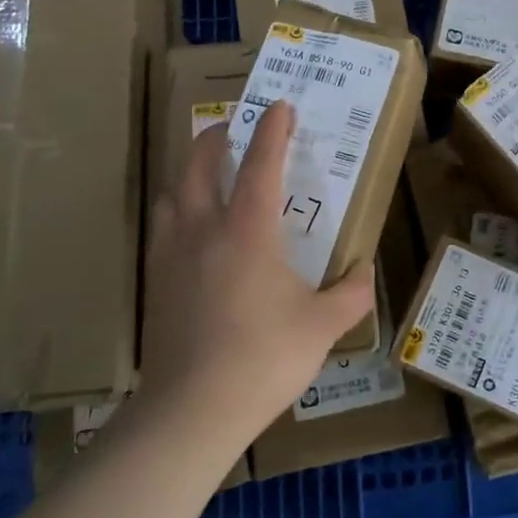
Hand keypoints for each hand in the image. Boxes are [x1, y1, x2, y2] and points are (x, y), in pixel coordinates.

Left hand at [139, 101, 375, 447]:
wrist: (191, 411)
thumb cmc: (264, 358)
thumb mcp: (323, 326)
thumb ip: (351, 294)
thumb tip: (363, 271)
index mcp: (247, 230)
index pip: (260, 163)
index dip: (272, 130)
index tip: (280, 106)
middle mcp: (203, 229)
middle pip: (198, 164)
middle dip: (215, 138)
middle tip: (232, 130)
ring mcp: (171, 255)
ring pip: (172, 194)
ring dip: (189, 174)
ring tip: (207, 177)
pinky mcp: (153, 282)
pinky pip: (162, 229)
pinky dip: (177, 212)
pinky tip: (191, 234)